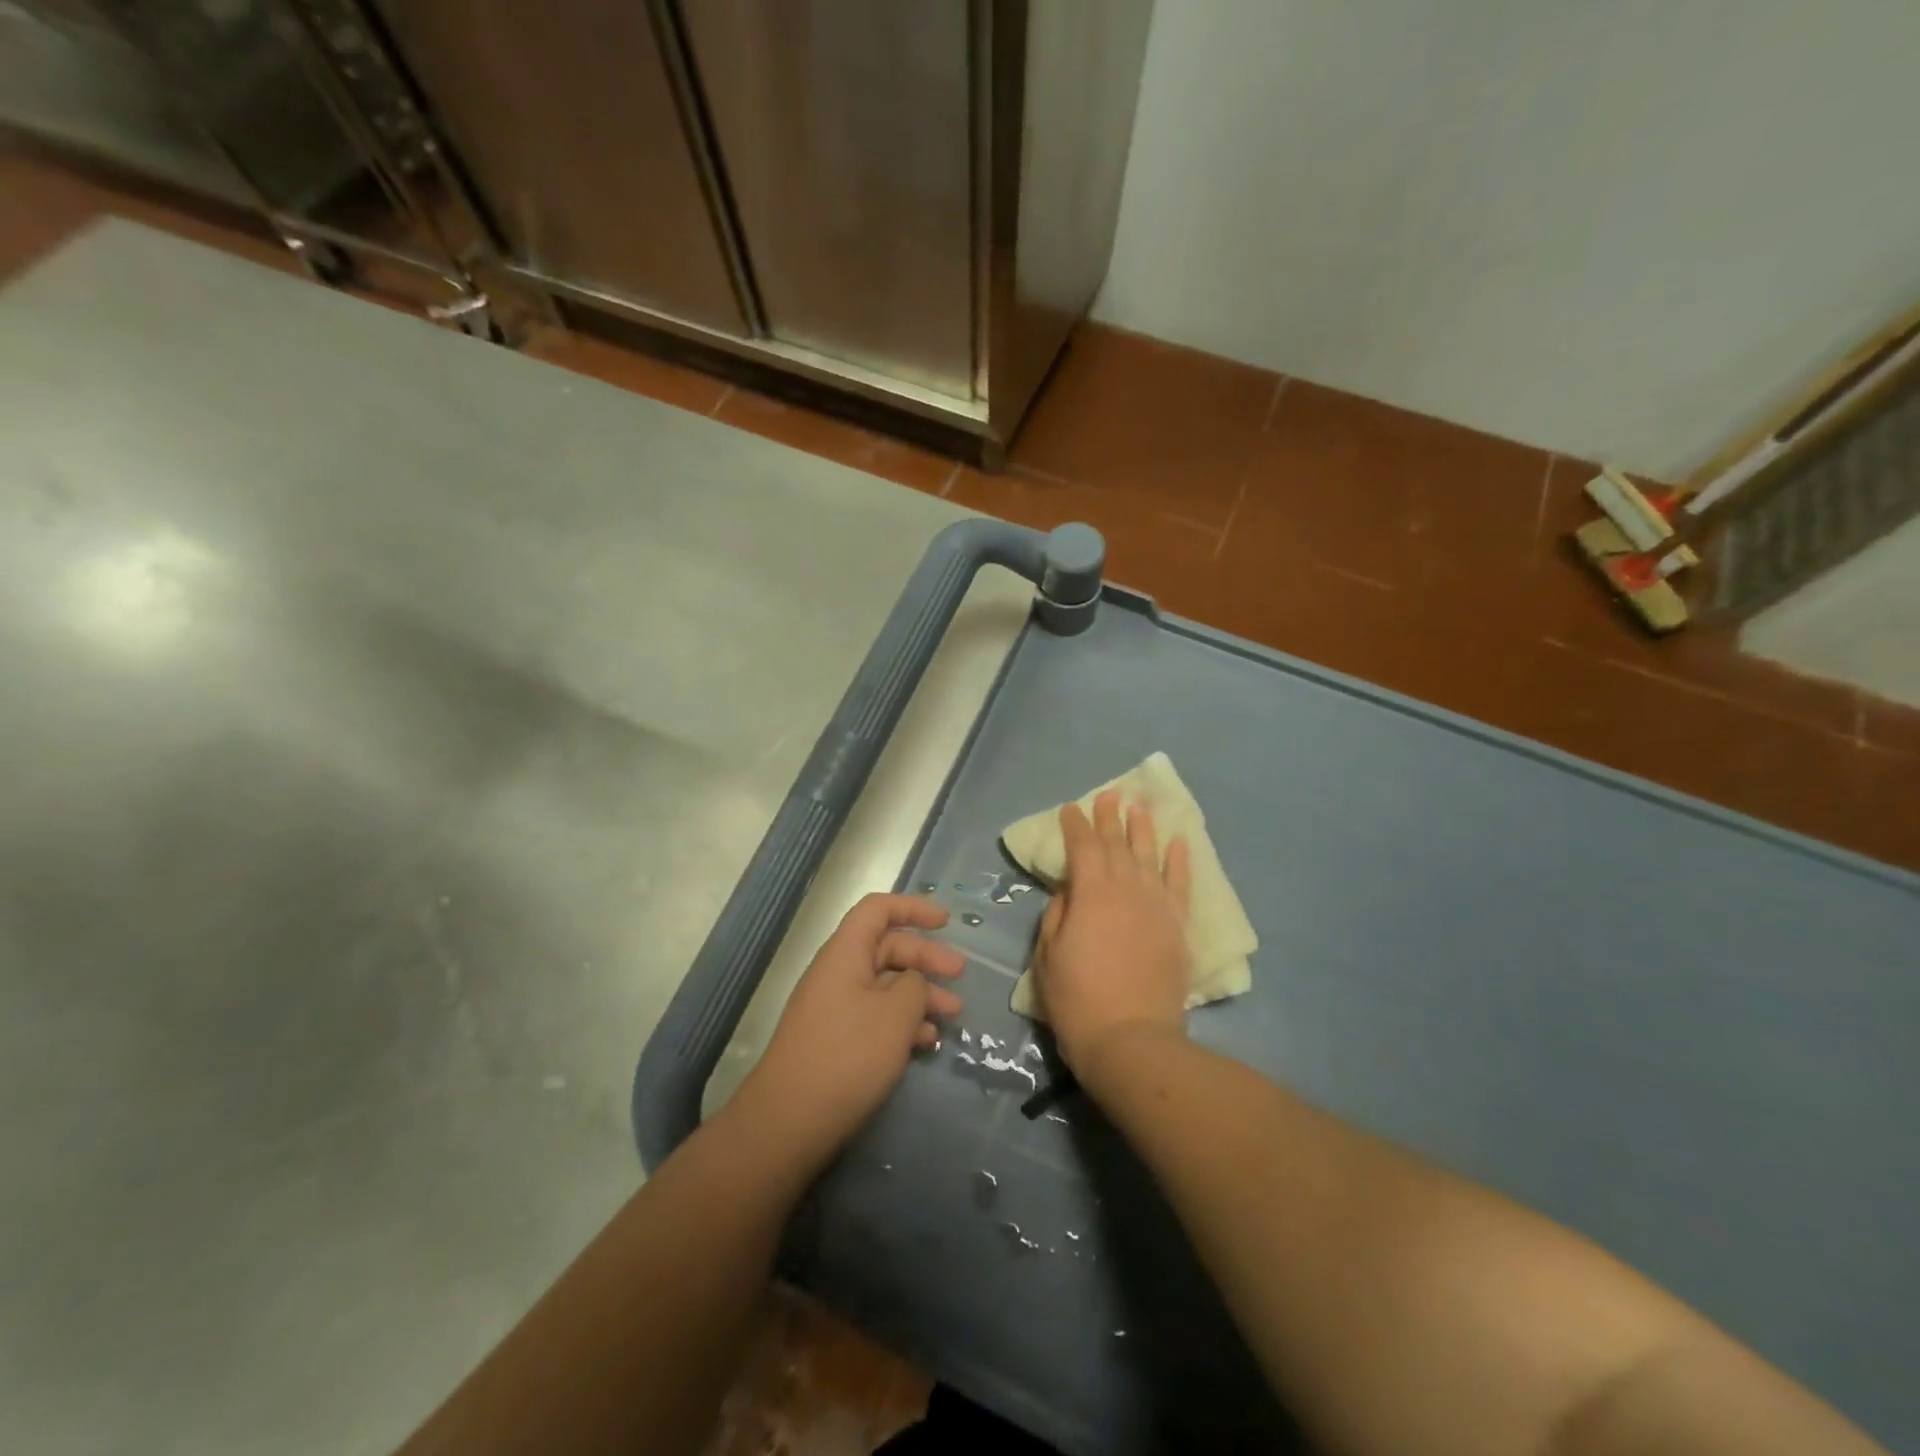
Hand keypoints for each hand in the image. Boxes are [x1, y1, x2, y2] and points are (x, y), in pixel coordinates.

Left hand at [736, 894, 963, 1166]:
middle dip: (926, 958)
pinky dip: (904, 1023)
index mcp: (845, 953)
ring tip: (953, 1016)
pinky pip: (876, 1017)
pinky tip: (926, 1042)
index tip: (946, 921)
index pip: (878, 910)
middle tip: (961, 975)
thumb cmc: (848, 1056)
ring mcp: (836, 1009)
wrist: (790, 1122)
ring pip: (886, 986)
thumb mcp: (895, 1014)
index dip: (913, 908)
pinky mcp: (837, 1041)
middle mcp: (838, 973)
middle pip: (887, 948)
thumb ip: (915, 986)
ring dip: (921, 995)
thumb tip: (913, 983)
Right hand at [1034, 789, 1191, 1078]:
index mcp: (1091, 893)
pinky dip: (1179, 861)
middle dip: (1109, 818)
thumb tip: (1071, 890)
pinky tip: (1178, 842)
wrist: (1131, 1039)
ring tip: (1139, 806)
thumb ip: (1059, 914)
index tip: (1071, 808)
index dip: (1075, 825)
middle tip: (1108, 795)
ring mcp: (1157, 906)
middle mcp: (1126, 889)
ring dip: (1143, 829)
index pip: (1082, 847)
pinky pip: (1180, 885)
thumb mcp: (1048, 955)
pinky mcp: (1178, 927)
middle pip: (1117, 845)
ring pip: (1150, 856)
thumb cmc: (1077, 999)